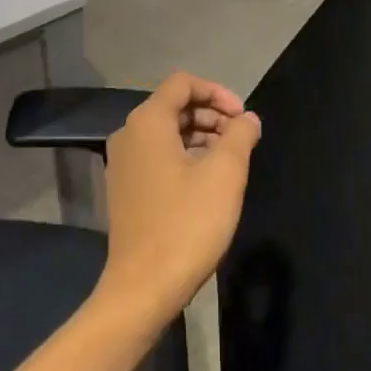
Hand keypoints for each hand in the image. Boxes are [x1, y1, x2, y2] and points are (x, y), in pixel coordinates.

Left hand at [96, 73, 261, 325]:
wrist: (143, 286)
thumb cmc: (186, 224)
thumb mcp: (224, 175)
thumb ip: (240, 136)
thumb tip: (247, 118)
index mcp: (147, 122)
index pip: (183, 83)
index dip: (218, 92)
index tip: (243, 118)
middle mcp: (128, 134)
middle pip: (174, 106)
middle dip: (211, 115)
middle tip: (242, 139)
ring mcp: (123, 163)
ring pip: (166, 133)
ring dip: (201, 136)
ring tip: (231, 160)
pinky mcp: (125, 188)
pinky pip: (157, 156)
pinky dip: (184, 156)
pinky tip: (208, 181)